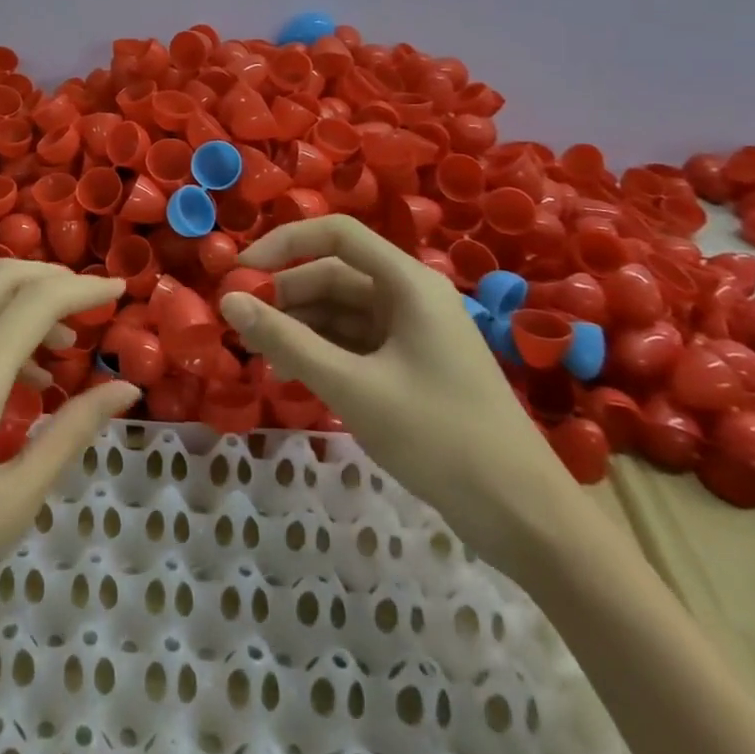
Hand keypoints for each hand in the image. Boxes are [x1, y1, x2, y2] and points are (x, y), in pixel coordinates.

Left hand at [0, 260, 139, 680]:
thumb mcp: (10, 505)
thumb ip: (70, 433)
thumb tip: (125, 390)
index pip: (35, 302)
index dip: (83, 288)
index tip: (120, 289)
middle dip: (51, 277)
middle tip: (91, 303)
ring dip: (19, 302)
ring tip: (61, 350)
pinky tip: (13, 374)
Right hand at [221, 216, 578, 570]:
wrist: (526, 519)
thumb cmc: (440, 437)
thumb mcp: (352, 387)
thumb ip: (287, 342)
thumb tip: (228, 302)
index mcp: (408, 283)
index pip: (336, 234)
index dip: (284, 244)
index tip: (240, 273)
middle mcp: (409, 297)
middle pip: (333, 276)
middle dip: (284, 296)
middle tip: (238, 325)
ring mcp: (412, 334)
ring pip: (340, 313)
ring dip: (298, 329)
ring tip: (257, 357)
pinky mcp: (411, 368)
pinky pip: (354, 345)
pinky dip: (320, 355)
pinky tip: (289, 379)